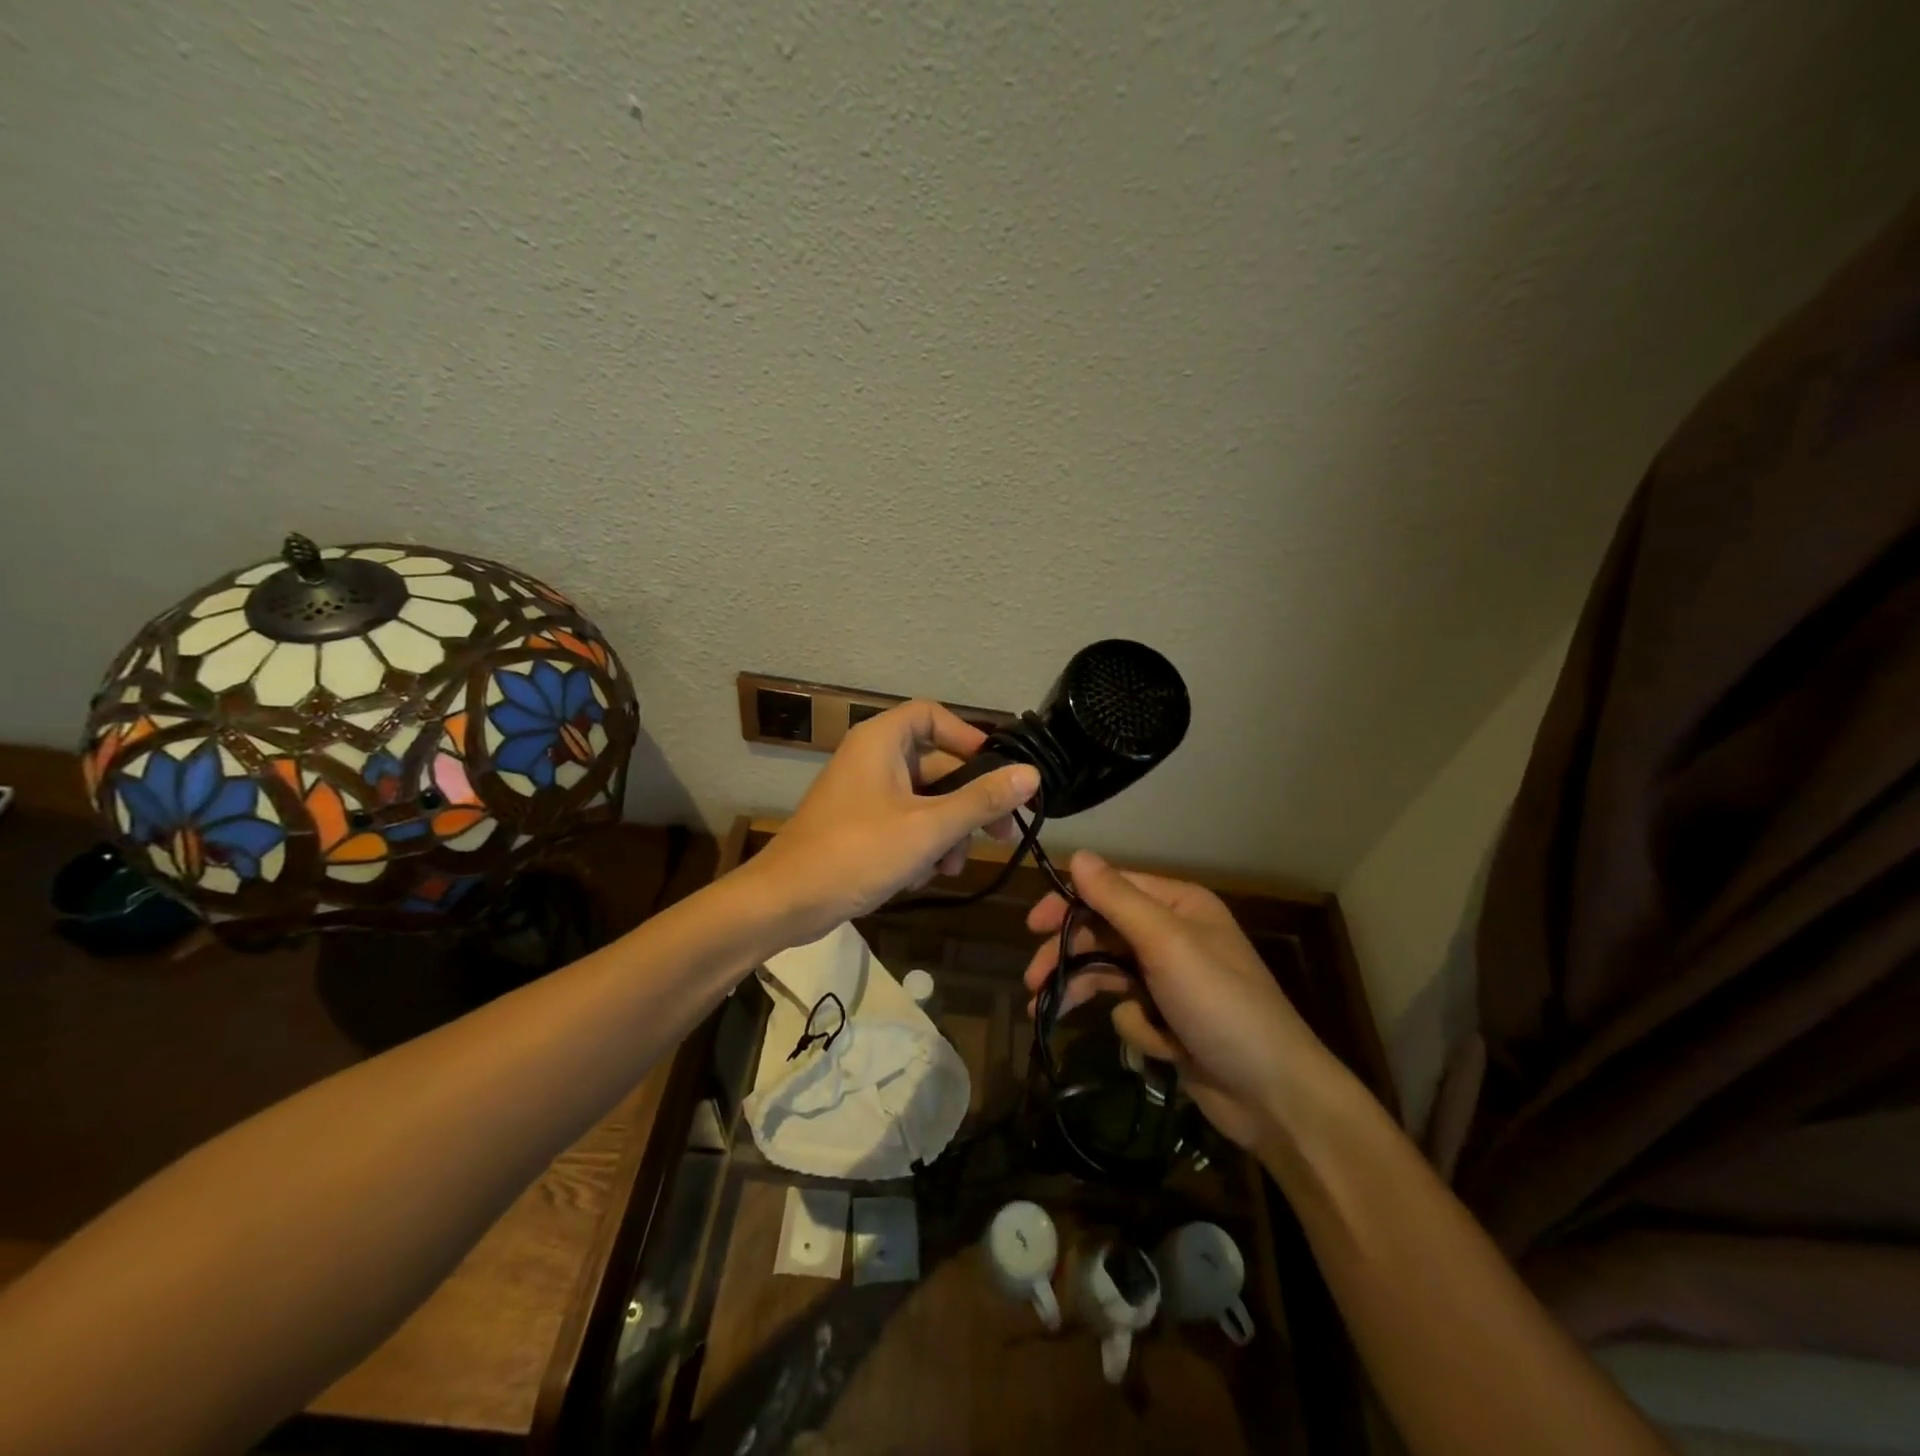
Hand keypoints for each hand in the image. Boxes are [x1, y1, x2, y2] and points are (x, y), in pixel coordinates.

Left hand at [746, 700, 1039, 944]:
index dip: (968, 738)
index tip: (997, 771)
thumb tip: (1031, 775)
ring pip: (924, 801)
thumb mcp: (929, 827)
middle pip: (936, 766)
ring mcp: (863, 794)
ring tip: (949, 868)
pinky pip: (903, 823)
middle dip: (966, 804)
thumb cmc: (857, 852)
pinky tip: (920, 878)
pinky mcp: (858, 826)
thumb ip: (981, 800)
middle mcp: (871, 759)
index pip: (932, 716)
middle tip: (1001, 834)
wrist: (786, 902)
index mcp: (881, 741)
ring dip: (945, 833)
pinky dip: (919, 846)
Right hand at [1023, 851, 1341, 1153]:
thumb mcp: (1167, 945)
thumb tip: (1077, 855)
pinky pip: (1130, 1009)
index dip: (1069, 903)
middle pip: (1103, 932)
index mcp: (1178, 905)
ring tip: (1045, 1010)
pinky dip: (1138, 1027)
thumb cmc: (1220, 1006)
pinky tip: (1159, 1045)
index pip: (1110, 888)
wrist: (1273, 1095)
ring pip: (1108, 971)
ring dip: (1084, 989)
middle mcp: (1173, 934)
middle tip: (1033, 979)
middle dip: (1068, 955)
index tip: (1033, 926)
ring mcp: (1171, 978)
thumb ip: (1118, 900)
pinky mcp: (1169, 1017)